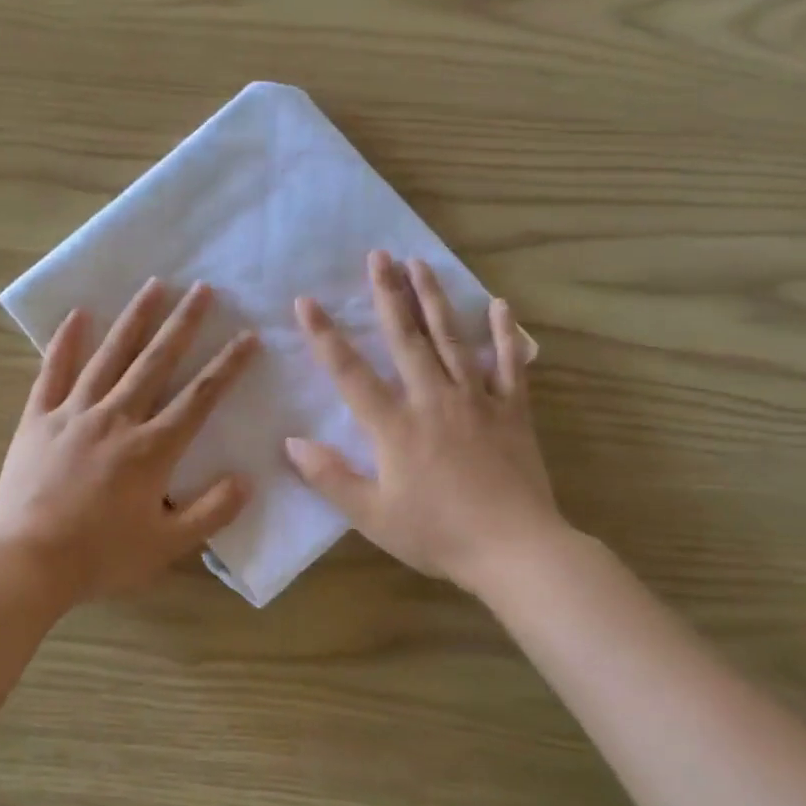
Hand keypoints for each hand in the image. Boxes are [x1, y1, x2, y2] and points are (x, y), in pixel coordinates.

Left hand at [0, 278, 259, 605]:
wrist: (26, 561)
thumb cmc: (100, 556)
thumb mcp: (167, 545)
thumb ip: (211, 512)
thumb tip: (246, 480)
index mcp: (152, 449)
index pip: (199, 397)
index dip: (227, 366)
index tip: (248, 336)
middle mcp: (116, 419)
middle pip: (156, 362)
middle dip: (183, 324)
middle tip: (202, 288)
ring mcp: (73, 413)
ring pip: (109, 356)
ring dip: (134, 319)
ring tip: (153, 285)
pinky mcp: (37, 418)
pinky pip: (53, 372)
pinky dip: (65, 342)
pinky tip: (78, 314)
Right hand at [286, 251, 565, 595]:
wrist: (514, 550)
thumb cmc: (437, 535)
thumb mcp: (372, 516)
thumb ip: (330, 477)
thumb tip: (291, 443)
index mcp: (394, 426)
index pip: (350, 373)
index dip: (324, 336)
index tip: (306, 302)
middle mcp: (433, 400)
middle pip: (406, 338)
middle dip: (389, 294)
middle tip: (379, 255)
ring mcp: (477, 401)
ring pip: (452, 339)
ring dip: (434, 299)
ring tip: (421, 263)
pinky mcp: (512, 411)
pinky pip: (510, 364)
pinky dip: (504, 334)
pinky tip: (499, 306)